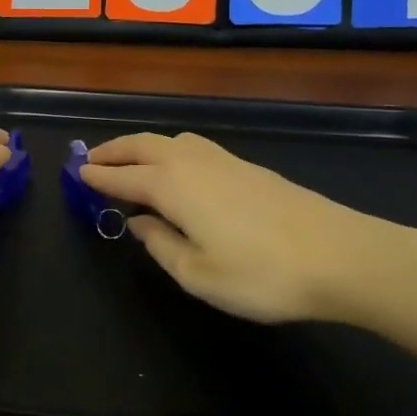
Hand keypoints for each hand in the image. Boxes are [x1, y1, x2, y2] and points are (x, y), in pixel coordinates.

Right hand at [81, 131, 416, 326]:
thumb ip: (161, 245)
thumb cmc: (261, 273)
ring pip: (170, 141)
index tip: (76, 174)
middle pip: (143, 146)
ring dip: (142, 146)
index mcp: (172, 186)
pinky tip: (176, 167)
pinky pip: (193, 147)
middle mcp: (192, 162)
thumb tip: (139, 222)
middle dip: (114, 151)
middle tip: (92, 159)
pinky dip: (169, 150)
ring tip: (128, 159)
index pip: (124, 178)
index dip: (98, 177)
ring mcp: (224, 160)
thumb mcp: (198, 274)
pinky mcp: (248, 166)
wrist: (340, 255)